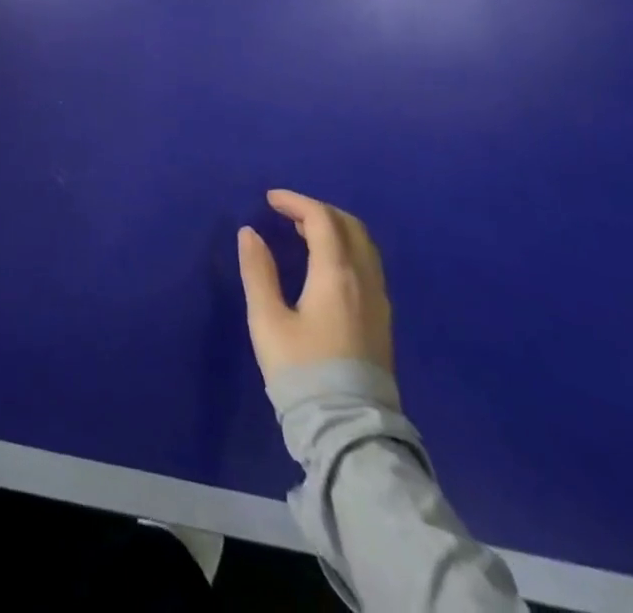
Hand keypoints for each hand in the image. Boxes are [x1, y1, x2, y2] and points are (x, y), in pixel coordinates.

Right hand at [237, 189, 392, 381]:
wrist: (349, 431)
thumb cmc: (302, 371)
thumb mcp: (268, 320)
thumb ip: (258, 271)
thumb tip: (250, 233)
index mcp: (336, 275)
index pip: (321, 219)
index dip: (295, 202)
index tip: (269, 200)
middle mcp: (364, 281)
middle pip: (349, 226)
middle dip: (318, 210)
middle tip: (287, 213)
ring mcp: (379, 302)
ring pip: (364, 246)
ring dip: (335, 229)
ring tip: (303, 234)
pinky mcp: (382, 321)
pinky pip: (368, 265)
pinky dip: (346, 249)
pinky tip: (324, 265)